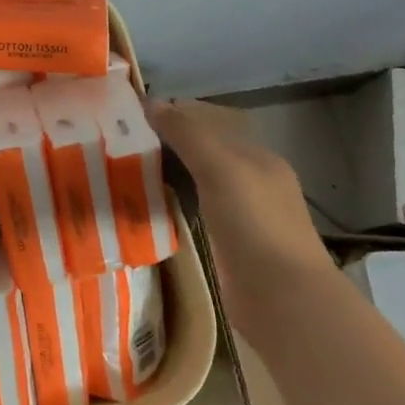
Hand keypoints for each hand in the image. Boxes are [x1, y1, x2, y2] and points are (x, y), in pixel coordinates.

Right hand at [147, 99, 333, 323]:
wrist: (284, 302)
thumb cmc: (255, 225)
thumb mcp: (221, 168)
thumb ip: (187, 133)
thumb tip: (150, 102)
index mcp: (255, 154)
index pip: (209, 118)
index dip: (174, 112)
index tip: (132, 114)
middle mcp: (251, 178)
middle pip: (203, 148)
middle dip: (168, 141)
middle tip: (121, 141)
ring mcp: (242, 213)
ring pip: (197, 179)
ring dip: (168, 171)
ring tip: (126, 168)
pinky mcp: (228, 243)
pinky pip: (195, 209)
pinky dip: (173, 201)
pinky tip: (148, 204)